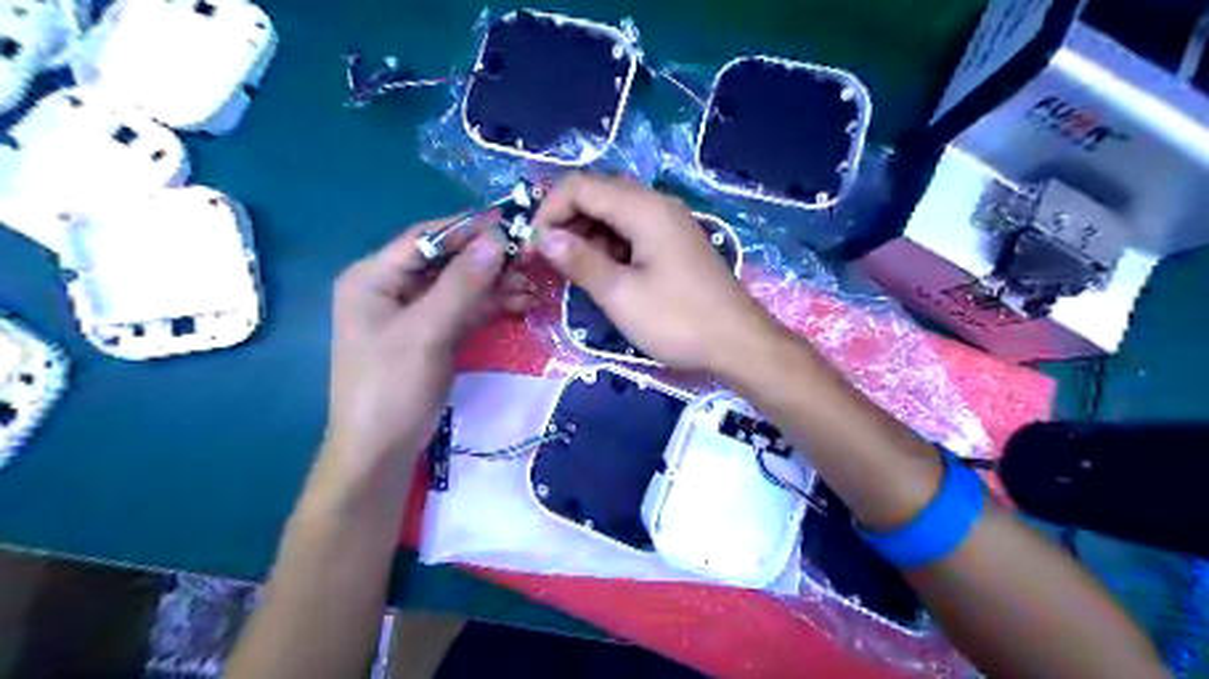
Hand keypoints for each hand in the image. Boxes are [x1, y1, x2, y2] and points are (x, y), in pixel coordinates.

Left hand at [328, 220, 530, 462]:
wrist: (381, 451)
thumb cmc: (391, 386)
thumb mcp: (426, 331)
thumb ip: (461, 284)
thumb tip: (497, 239)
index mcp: (373, 278)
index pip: (424, 239)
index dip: (467, 229)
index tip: (510, 224)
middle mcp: (391, 289)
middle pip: (445, 262)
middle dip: (486, 261)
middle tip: (528, 260)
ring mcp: (413, 314)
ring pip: (459, 287)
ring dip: (493, 285)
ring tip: (531, 285)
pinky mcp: (431, 336)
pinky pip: (463, 311)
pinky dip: (489, 307)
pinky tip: (519, 303)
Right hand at [530, 173, 777, 374]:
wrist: (738, 343)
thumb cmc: (677, 320)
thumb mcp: (620, 294)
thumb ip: (579, 260)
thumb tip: (543, 237)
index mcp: (643, 208)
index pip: (580, 186)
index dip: (548, 211)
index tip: (532, 248)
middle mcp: (657, 204)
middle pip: (598, 194)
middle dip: (566, 221)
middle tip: (549, 259)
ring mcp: (669, 223)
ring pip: (615, 213)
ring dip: (587, 234)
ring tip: (573, 270)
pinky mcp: (675, 243)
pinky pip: (633, 231)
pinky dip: (610, 245)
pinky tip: (604, 273)